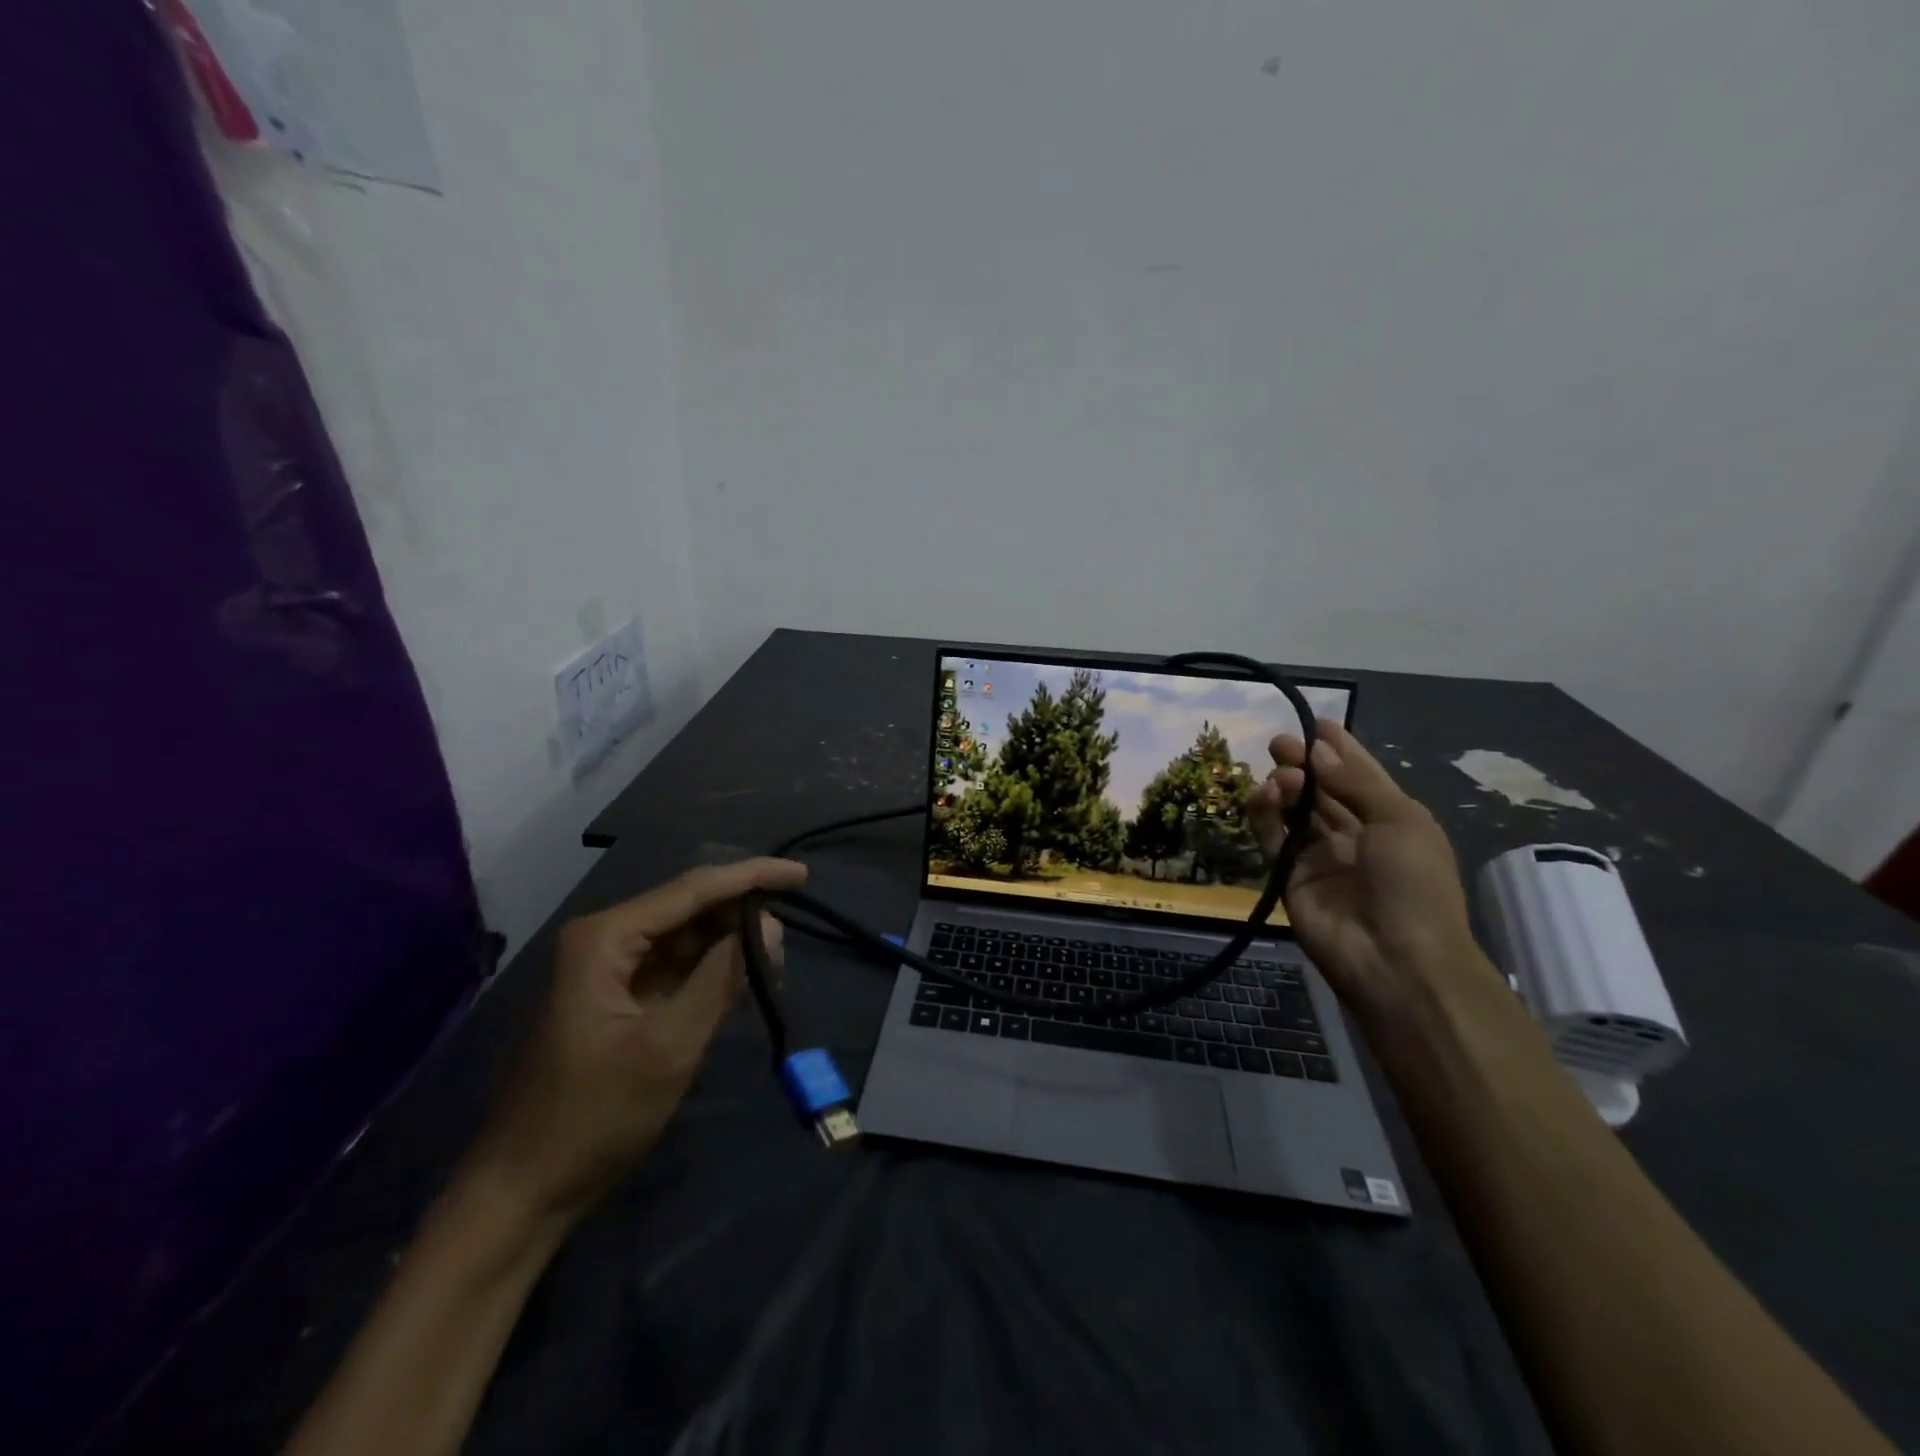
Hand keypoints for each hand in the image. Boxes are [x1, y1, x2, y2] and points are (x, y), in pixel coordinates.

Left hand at [467, 857, 806, 1222]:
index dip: (752, 876)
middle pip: (688, 906)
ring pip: (683, 935)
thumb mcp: (670, 1045)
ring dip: (727, 943)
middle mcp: (603, 938)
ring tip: (772, 966)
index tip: (801, 875)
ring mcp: (605, 967)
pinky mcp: (613, 995)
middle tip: (787, 941)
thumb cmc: (595, 1116)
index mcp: (606, 938)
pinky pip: (671, 965)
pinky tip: (739, 980)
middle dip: (740, 915)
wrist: (522, 1189)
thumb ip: (722, 976)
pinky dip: (708, 969)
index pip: (693, 888)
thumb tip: (770, 925)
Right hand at [1246, 720, 1484, 1021]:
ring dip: (1286, 786)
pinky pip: (1272, 837)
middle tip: (1281, 743)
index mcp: (1393, 820)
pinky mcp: (1288, 875)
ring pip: (1295, 810)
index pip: (1361, 775)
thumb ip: (1355, 782)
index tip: (1317, 722)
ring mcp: (1320, 856)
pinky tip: (1266, 794)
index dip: (1341, 749)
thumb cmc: (1413, 883)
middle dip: (1304, 763)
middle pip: (1323, 789)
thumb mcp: (1400, 821)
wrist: (1395, 958)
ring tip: (1282, 775)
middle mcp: (1355, 834)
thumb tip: (1317, 750)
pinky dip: (1265, 813)